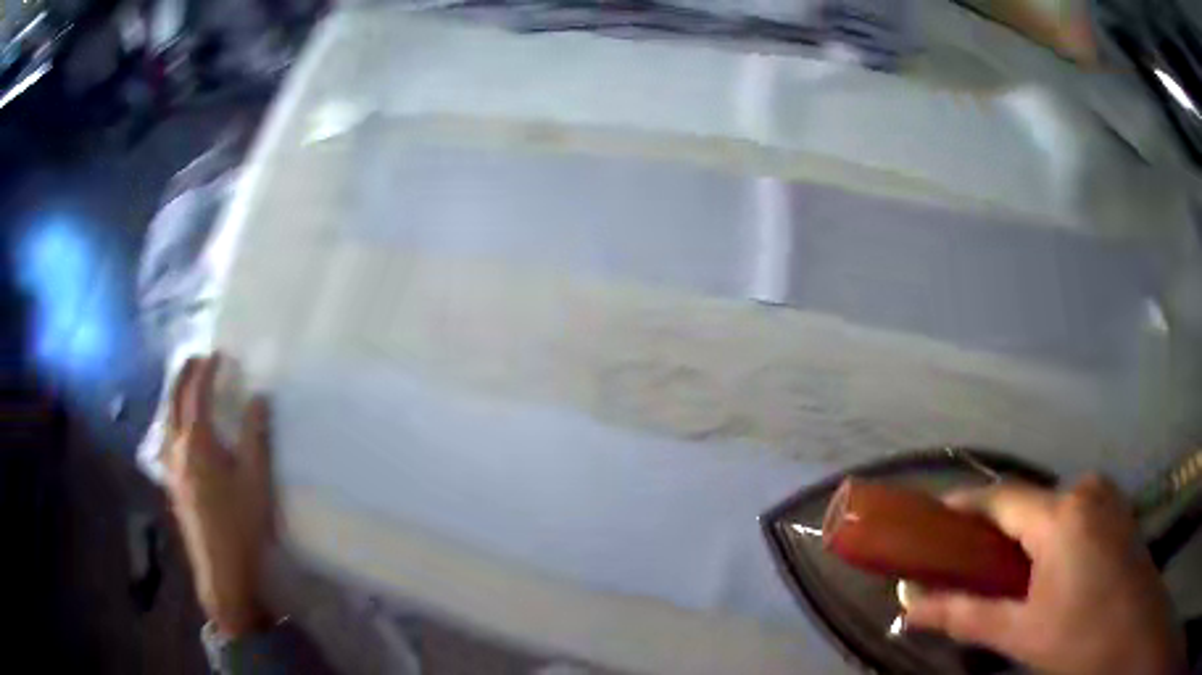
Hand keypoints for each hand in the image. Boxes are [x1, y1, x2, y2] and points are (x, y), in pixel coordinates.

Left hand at [164, 354, 274, 636]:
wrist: (222, 572)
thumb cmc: (241, 524)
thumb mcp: (256, 479)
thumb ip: (255, 435)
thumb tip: (258, 397)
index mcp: (197, 442)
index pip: (198, 394)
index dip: (207, 371)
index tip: (218, 353)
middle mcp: (177, 449)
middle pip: (173, 402)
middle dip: (183, 376)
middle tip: (194, 359)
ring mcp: (171, 468)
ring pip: (166, 421)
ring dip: (174, 397)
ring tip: (184, 388)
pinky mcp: (172, 486)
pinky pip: (166, 440)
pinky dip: (172, 422)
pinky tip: (178, 433)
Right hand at [906, 476, 1184, 674]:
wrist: (1133, 631)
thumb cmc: (1081, 636)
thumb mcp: (1022, 633)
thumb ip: (966, 615)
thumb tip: (909, 608)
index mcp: (1062, 514)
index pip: (1001, 498)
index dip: (962, 506)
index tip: (928, 521)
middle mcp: (1085, 490)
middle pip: (1027, 504)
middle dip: (993, 534)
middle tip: (965, 567)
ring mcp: (1106, 497)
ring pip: (1051, 510)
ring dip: (1023, 539)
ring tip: (1004, 578)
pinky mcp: (1117, 510)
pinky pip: (1073, 515)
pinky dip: (1050, 538)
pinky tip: (1046, 572)